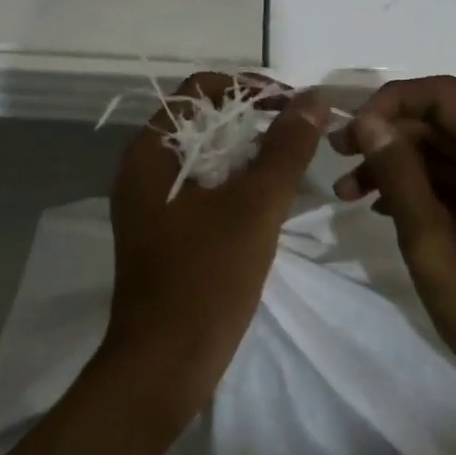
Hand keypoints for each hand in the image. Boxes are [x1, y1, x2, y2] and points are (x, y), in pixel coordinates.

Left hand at [104, 73, 329, 415]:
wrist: (163, 367)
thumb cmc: (206, 279)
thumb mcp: (254, 207)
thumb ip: (286, 148)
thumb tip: (313, 97)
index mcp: (149, 152)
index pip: (199, 90)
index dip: (248, 87)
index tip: (292, 104)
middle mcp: (142, 168)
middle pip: (201, 120)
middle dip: (252, 119)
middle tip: (300, 132)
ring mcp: (150, 202)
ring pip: (204, 156)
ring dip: (247, 151)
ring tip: (292, 161)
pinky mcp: (163, 231)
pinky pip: (201, 187)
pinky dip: (235, 182)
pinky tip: (269, 198)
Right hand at [331, 75, 455, 431]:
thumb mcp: (430, 241)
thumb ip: (399, 174)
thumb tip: (369, 121)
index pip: (442, 95)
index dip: (392, 101)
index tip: (354, 132)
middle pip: (441, 123)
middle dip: (387, 134)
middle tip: (337, 158)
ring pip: (446, 153)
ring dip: (397, 164)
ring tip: (348, 194)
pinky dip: (420, 187)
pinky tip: (384, 211)